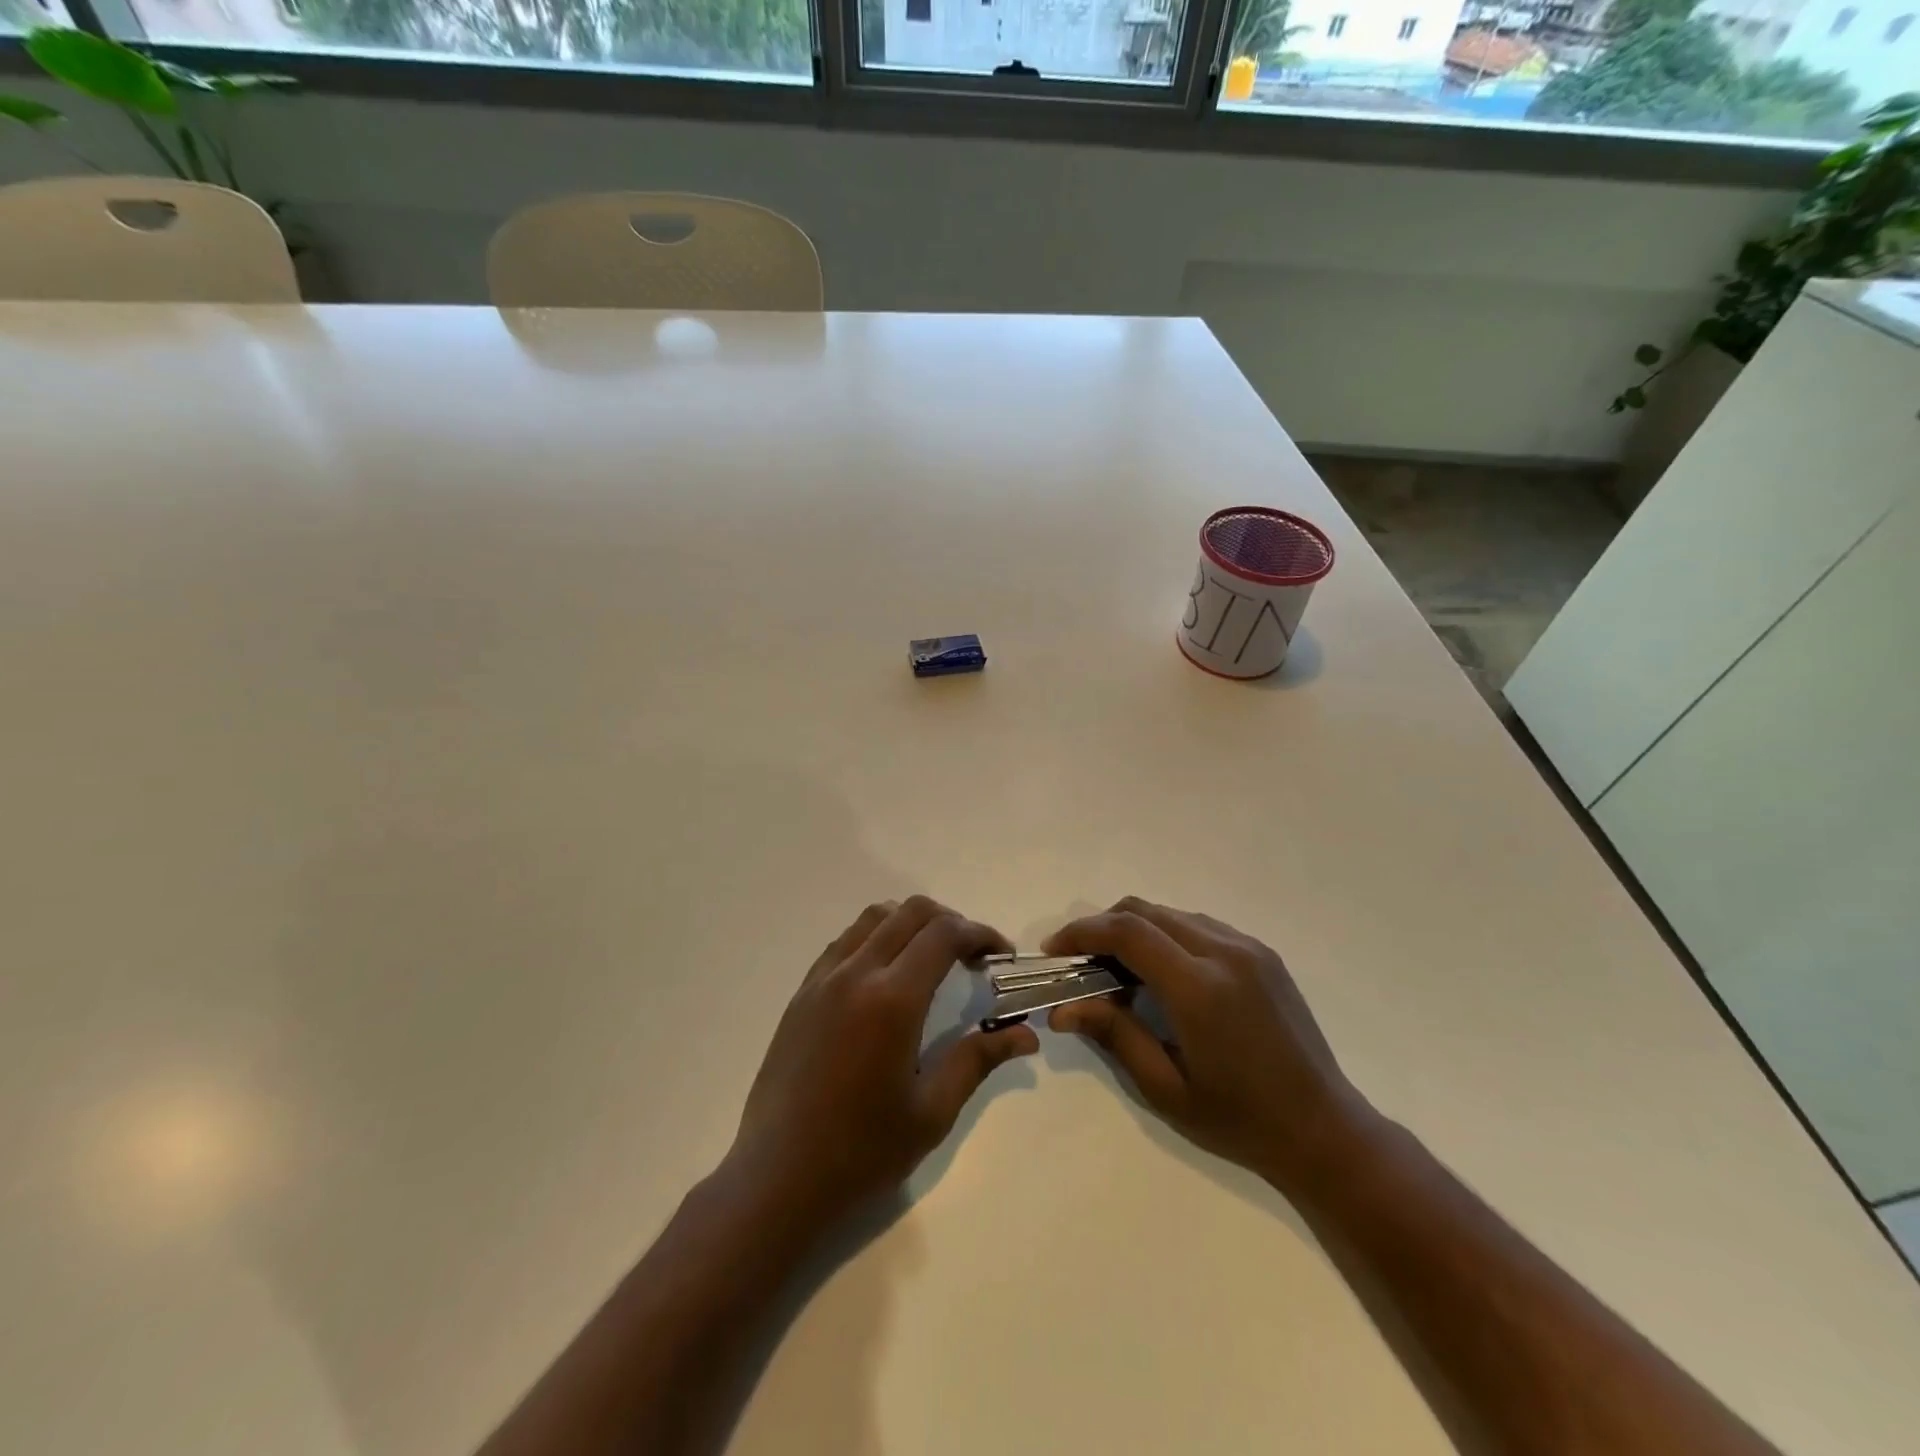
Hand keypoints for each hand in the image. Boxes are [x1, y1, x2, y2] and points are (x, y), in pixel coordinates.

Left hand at [726, 896, 1039, 1231]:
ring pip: (875, 916)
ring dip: (912, 922)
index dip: (980, 933)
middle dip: (951, 921)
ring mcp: (823, 978)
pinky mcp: (802, 991)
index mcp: (893, 1000)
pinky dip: (876, 936)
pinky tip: (886, 975)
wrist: (777, 1176)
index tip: (1001, 955)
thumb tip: (1027, 1035)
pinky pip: (845, 940)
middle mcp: (856, 973)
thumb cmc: (862, 1151)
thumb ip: (979, 1059)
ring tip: (930, 959)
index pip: (944, 934)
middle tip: (972, 957)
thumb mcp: (932, 1112)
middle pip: (911, 912)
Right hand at [1043, 898, 1371, 1190]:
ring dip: (1136, 931)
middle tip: (1081, 964)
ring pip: (1172, 914)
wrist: (1324, 1129)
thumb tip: (1063, 1007)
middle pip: (1146, 911)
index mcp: (1200, 988)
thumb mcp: (1166, 1088)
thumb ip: (1114, 1035)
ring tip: (1119, 972)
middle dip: (1103, 927)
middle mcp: (1225, 953)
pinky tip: (1163, 975)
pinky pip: (1200, 926)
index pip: (1128, 933)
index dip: (1083, 932)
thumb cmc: (1240, 1119)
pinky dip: (1168, 937)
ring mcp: (1249, 948)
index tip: (1055, 951)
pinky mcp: (1263, 954)